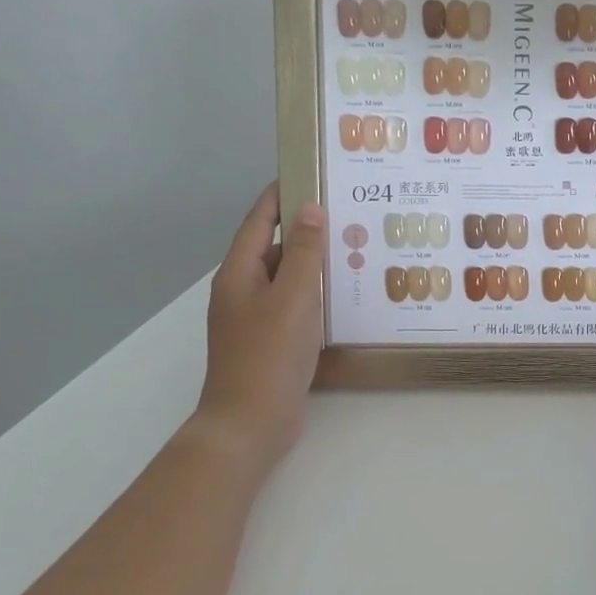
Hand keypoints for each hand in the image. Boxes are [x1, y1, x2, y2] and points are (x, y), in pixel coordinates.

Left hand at [193, 182, 326, 464]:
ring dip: (316, 264)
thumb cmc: (269, 355)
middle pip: (275, 248)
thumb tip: (310, 209)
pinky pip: (296, 306)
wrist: (250, 423)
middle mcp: (243, 290)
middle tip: (349, 213)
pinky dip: (317, 295)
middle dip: (308, 230)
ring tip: (356, 250)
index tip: (311, 171)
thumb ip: (304, 252)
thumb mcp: (293, 297)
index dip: (282, 194)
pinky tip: (346, 296)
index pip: (259, 219)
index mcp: (239, 272)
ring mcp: (256, 318)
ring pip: (288, 279)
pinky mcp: (272, 342)